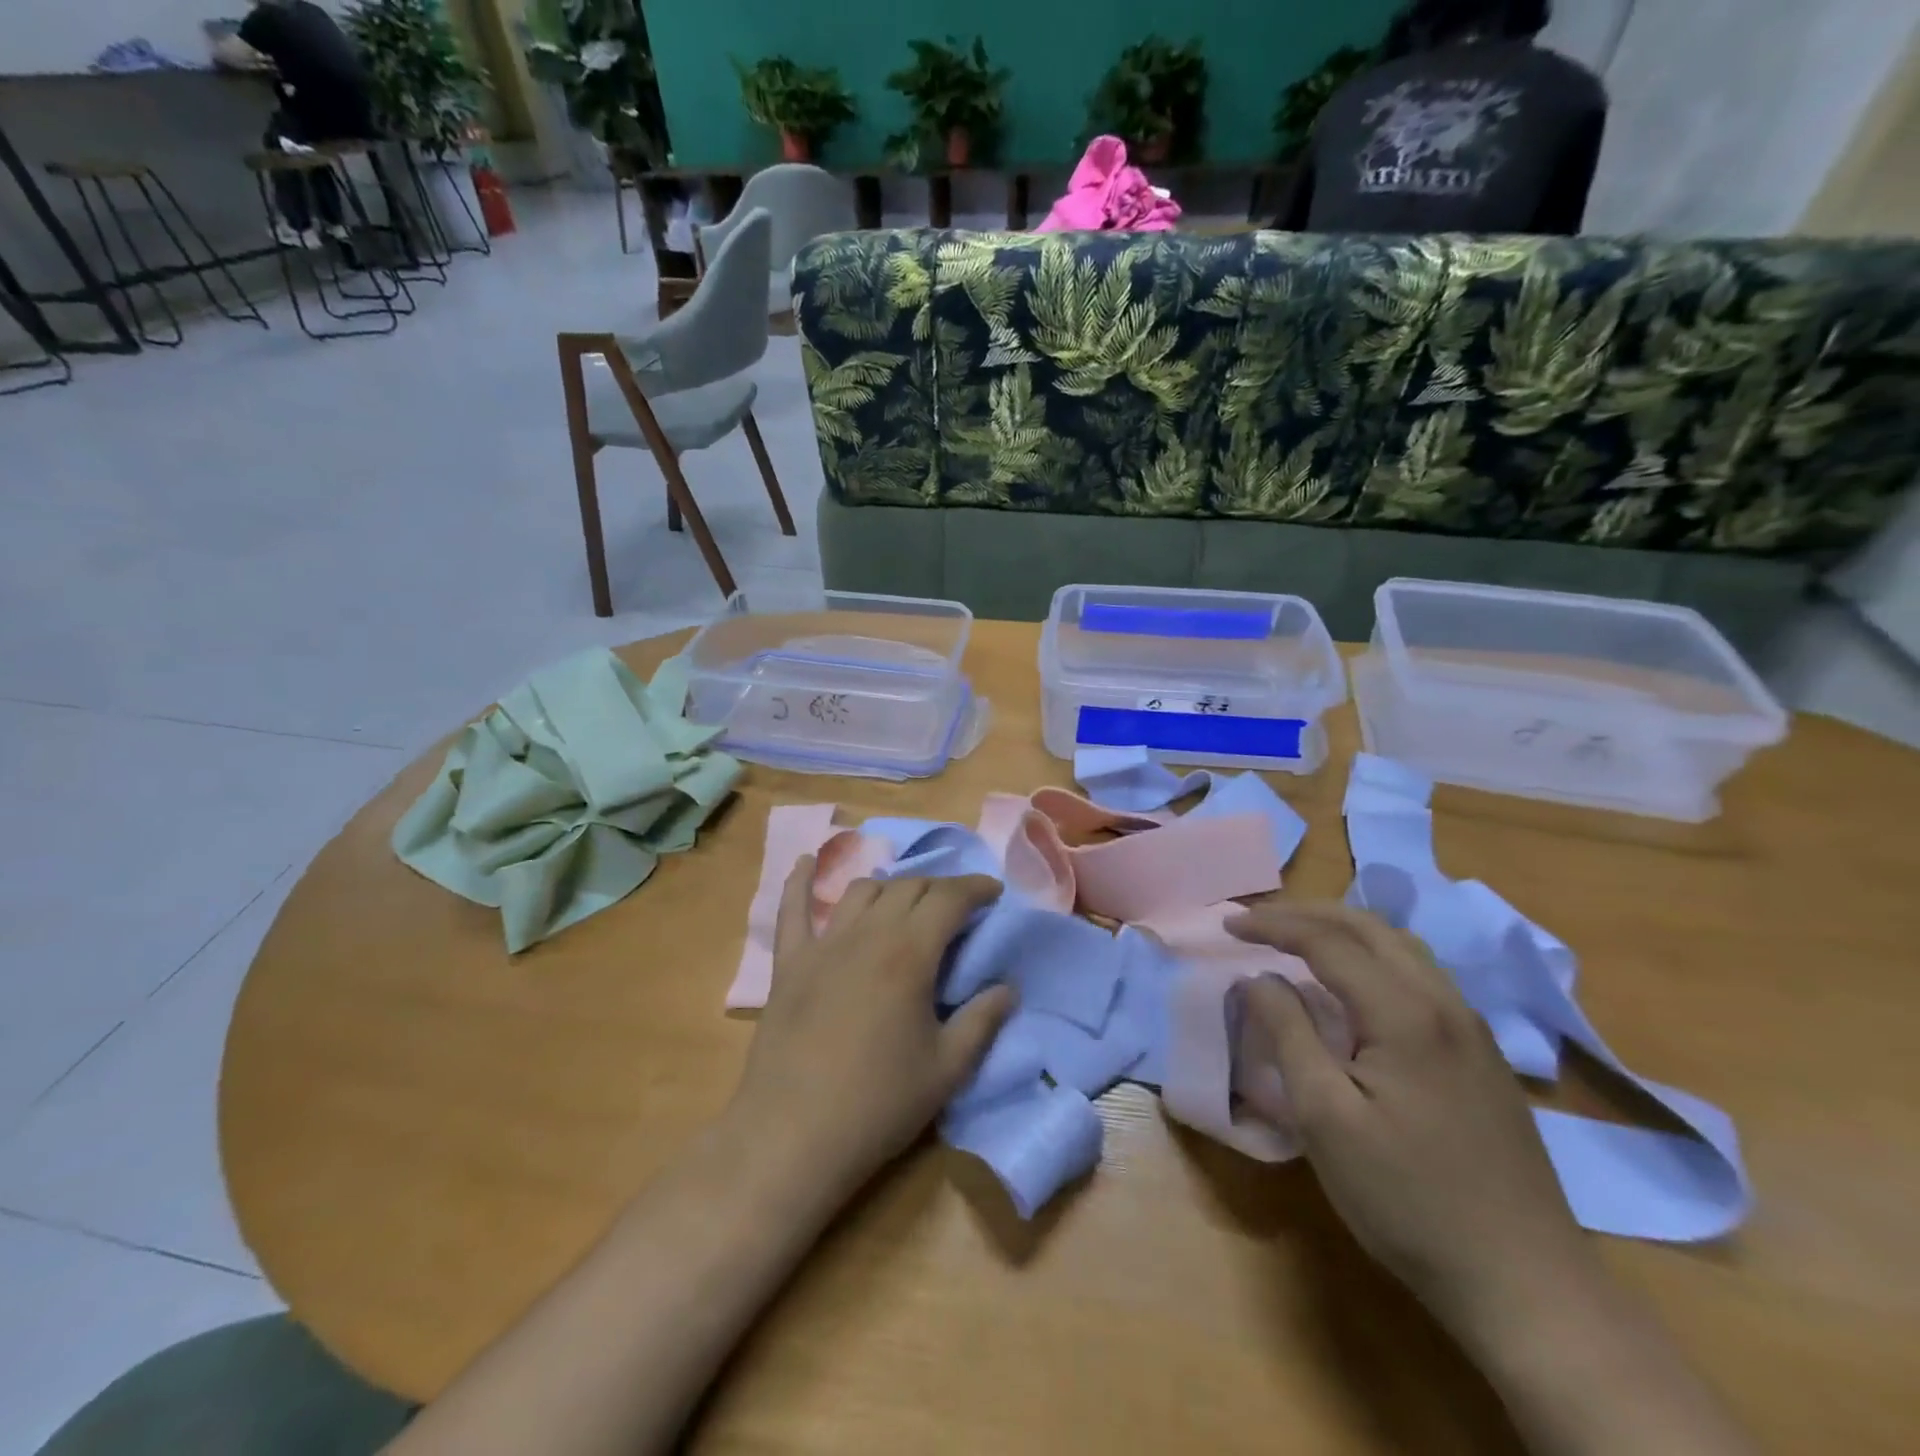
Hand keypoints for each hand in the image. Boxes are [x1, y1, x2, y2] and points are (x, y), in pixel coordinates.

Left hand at [727, 861, 1013, 1200]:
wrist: (793, 1135)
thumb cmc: (878, 1105)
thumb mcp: (947, 1070)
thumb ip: (981, 1021)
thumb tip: (1007, 988)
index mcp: (909, 954)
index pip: (949, 899)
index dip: (975, 888)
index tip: (993, 891)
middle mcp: (867, 935)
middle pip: (908, 888)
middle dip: (939, 888)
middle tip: (957, 906)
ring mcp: (823, 945)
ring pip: (862, 891)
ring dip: (891, 888)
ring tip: (907, 902)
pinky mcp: (789, 964)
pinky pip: (792, 911)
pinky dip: (800, 882)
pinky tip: (806, 861)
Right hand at [1226, 900, 1599, 1355]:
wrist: (1525, 1283)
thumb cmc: (1407, 1198)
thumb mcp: (1325, 1117)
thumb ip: (1288, 1033)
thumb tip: (1259, 979)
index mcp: (1405, 1012)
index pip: (1327, 941)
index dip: (1272, 925)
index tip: (1226, 924)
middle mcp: (1444, 1003)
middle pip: (1369, 928)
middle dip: (1307, 914)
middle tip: (1257, 921)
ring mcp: (1471, 1028)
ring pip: (1401, 948)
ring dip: (1343, 931)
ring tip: (1298, 938)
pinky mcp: (1481, 1055)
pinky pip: (1419, 976)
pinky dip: (1372, 957)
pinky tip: (1355, 984)